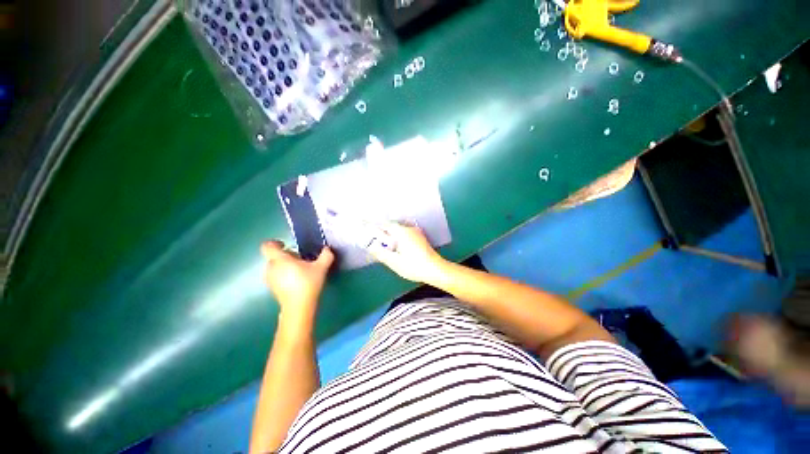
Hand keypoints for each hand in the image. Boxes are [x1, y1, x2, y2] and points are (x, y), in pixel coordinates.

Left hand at [261, 241, 333, 321]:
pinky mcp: (272, 289)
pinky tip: (296, 281)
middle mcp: (271, 267)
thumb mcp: (321, 267)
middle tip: (300, 259)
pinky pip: (276, 277)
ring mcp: (270, 279)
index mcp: (280, 259)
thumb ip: (325, 255)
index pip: (268, 246)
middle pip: (273, 257)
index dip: (275, 243)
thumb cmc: (308, 283)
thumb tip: (327, 249)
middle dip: (285, 256)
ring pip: (275, 267)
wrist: (298, 307)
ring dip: (285, 266)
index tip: (286, 245)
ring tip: (299, 271)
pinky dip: (284, 276)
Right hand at [368, 223, 447, 284]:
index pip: (384, 224)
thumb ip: (380, 253)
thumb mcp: (394, 262)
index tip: (364, 225)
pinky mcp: (420, 238)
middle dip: (382, 232)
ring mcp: (416, 232)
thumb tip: (370, 246)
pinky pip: (405, 234)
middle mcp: (409, 228)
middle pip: (391, 226)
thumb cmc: (414, 266)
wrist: (436, 270)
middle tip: (375, 241)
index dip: (373, 225)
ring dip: (390, 236)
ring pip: (398, 230)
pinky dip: (398, 238)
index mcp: (401, 232)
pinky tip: (397, 249)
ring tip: (385, 247)